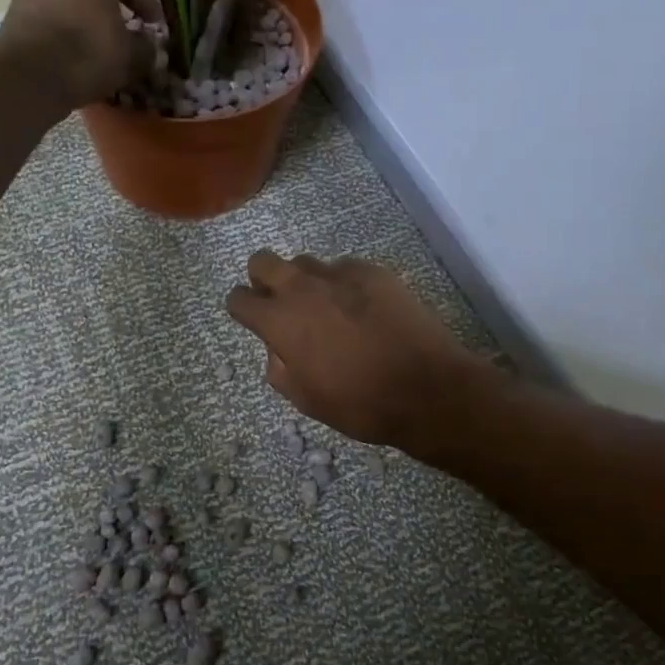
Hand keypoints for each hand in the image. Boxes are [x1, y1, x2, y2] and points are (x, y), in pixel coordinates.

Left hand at [0, 0, 162, 108]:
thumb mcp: (132, 52)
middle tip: (129, 28)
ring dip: (86, 12)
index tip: (157, 27)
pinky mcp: (12, 3)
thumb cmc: (89, 49)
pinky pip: (50, 9)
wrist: (33, 74)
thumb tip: (147, 45)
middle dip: (111, 3)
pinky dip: (66, 22)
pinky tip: (78, 44)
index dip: (147, 7)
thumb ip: (145, 45)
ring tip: (102, 39)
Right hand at [224, 252, 492, 448]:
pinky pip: (344, 268)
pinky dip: (343, 284)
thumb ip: (280, 368)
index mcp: (280, 322)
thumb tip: (277, 348)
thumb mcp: (306, 400)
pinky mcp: (373, 271)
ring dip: (305, 281)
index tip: (254, 321)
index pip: (238, 298)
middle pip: (262, 261)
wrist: (425, 387)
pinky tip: (363, 309)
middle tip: (283, 305)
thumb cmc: (360, 403)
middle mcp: (303, 288)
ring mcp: (340, 274)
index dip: (242, 310)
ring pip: (305, 262)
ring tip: (328, 309)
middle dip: (263, 279)